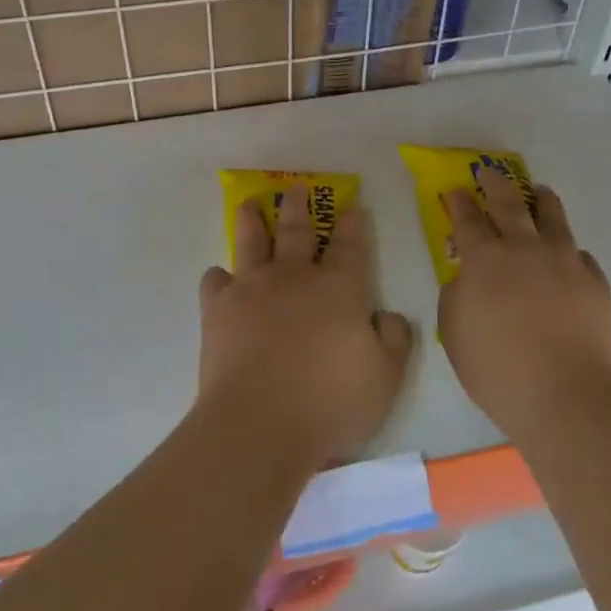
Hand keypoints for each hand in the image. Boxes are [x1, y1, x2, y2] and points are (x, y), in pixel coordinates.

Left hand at [198, 191, 413, 464]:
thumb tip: (388, 315)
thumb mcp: (386, 377)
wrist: (260, 423)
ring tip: (250, 204)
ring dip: (253, 220)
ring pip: (253, 242)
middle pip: (298, 230)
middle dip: (299, 206)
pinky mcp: (219, 309)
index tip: (352, 205)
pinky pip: (216, 281)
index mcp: (338, 288)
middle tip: (297, 187)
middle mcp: (295, 276)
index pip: (349, 245)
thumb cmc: (330, 402)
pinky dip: (219, 277)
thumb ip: (394, 339)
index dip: (352, 224)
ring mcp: (253, 288)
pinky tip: (220, 278)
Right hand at [438, 168, 610, 442]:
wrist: (571, 398)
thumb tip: (466, 280)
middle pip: (510, 204)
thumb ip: (456, 298)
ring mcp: (565, 262)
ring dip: (541, 201)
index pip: (468, 220)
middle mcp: (525, 249)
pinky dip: (569, 250)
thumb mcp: (455, 335)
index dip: (459, 203)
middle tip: (490, 172)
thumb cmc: (500, 371)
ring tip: (540, 192)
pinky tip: (569, 257)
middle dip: (496, 185)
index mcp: (485, 260)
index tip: (454, 189)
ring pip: (552, 218)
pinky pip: (580, 255)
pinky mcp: (596, 282)